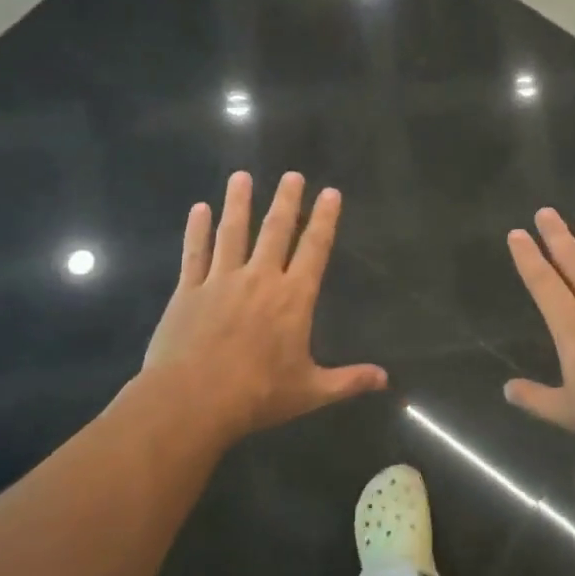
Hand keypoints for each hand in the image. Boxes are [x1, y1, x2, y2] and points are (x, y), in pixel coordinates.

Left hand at [141, 170, 385, 442]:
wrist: (193, 400)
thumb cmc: (258, 395)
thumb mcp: (311, 391)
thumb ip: (349, 381)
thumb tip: (385, 379)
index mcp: (293, 298)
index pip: (314, 249)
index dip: (324, 219)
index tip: (330, 192)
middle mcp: (260, 279)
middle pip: (275, 230)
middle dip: (286, 200)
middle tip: (291, 175)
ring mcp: (221, 281)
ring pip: (232, 233)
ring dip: (238, 203)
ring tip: (241, 177)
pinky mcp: (189, 291)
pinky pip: (195, 252)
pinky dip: (197, 229)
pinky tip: (199, 209)